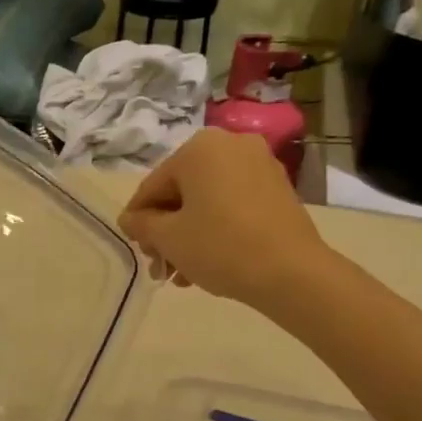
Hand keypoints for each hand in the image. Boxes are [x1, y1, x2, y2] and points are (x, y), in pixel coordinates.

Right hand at [118, 129, 330, 308]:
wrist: (291, 273)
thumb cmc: (220, 247)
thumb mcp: (169, 238)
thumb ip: (142, 224)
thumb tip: (130, 219)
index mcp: (199, 149)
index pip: (153, 186)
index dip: (138, 220)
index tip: (136, 249)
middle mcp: (230, 145)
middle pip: (181, 192)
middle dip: (167, 232)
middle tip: (160, 267)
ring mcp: (259, 165)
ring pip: (207, 201)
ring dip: (189, 235)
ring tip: (182, 274)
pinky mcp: (278, 189)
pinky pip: (233, 205)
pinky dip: (216, 229)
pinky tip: (208, 263)